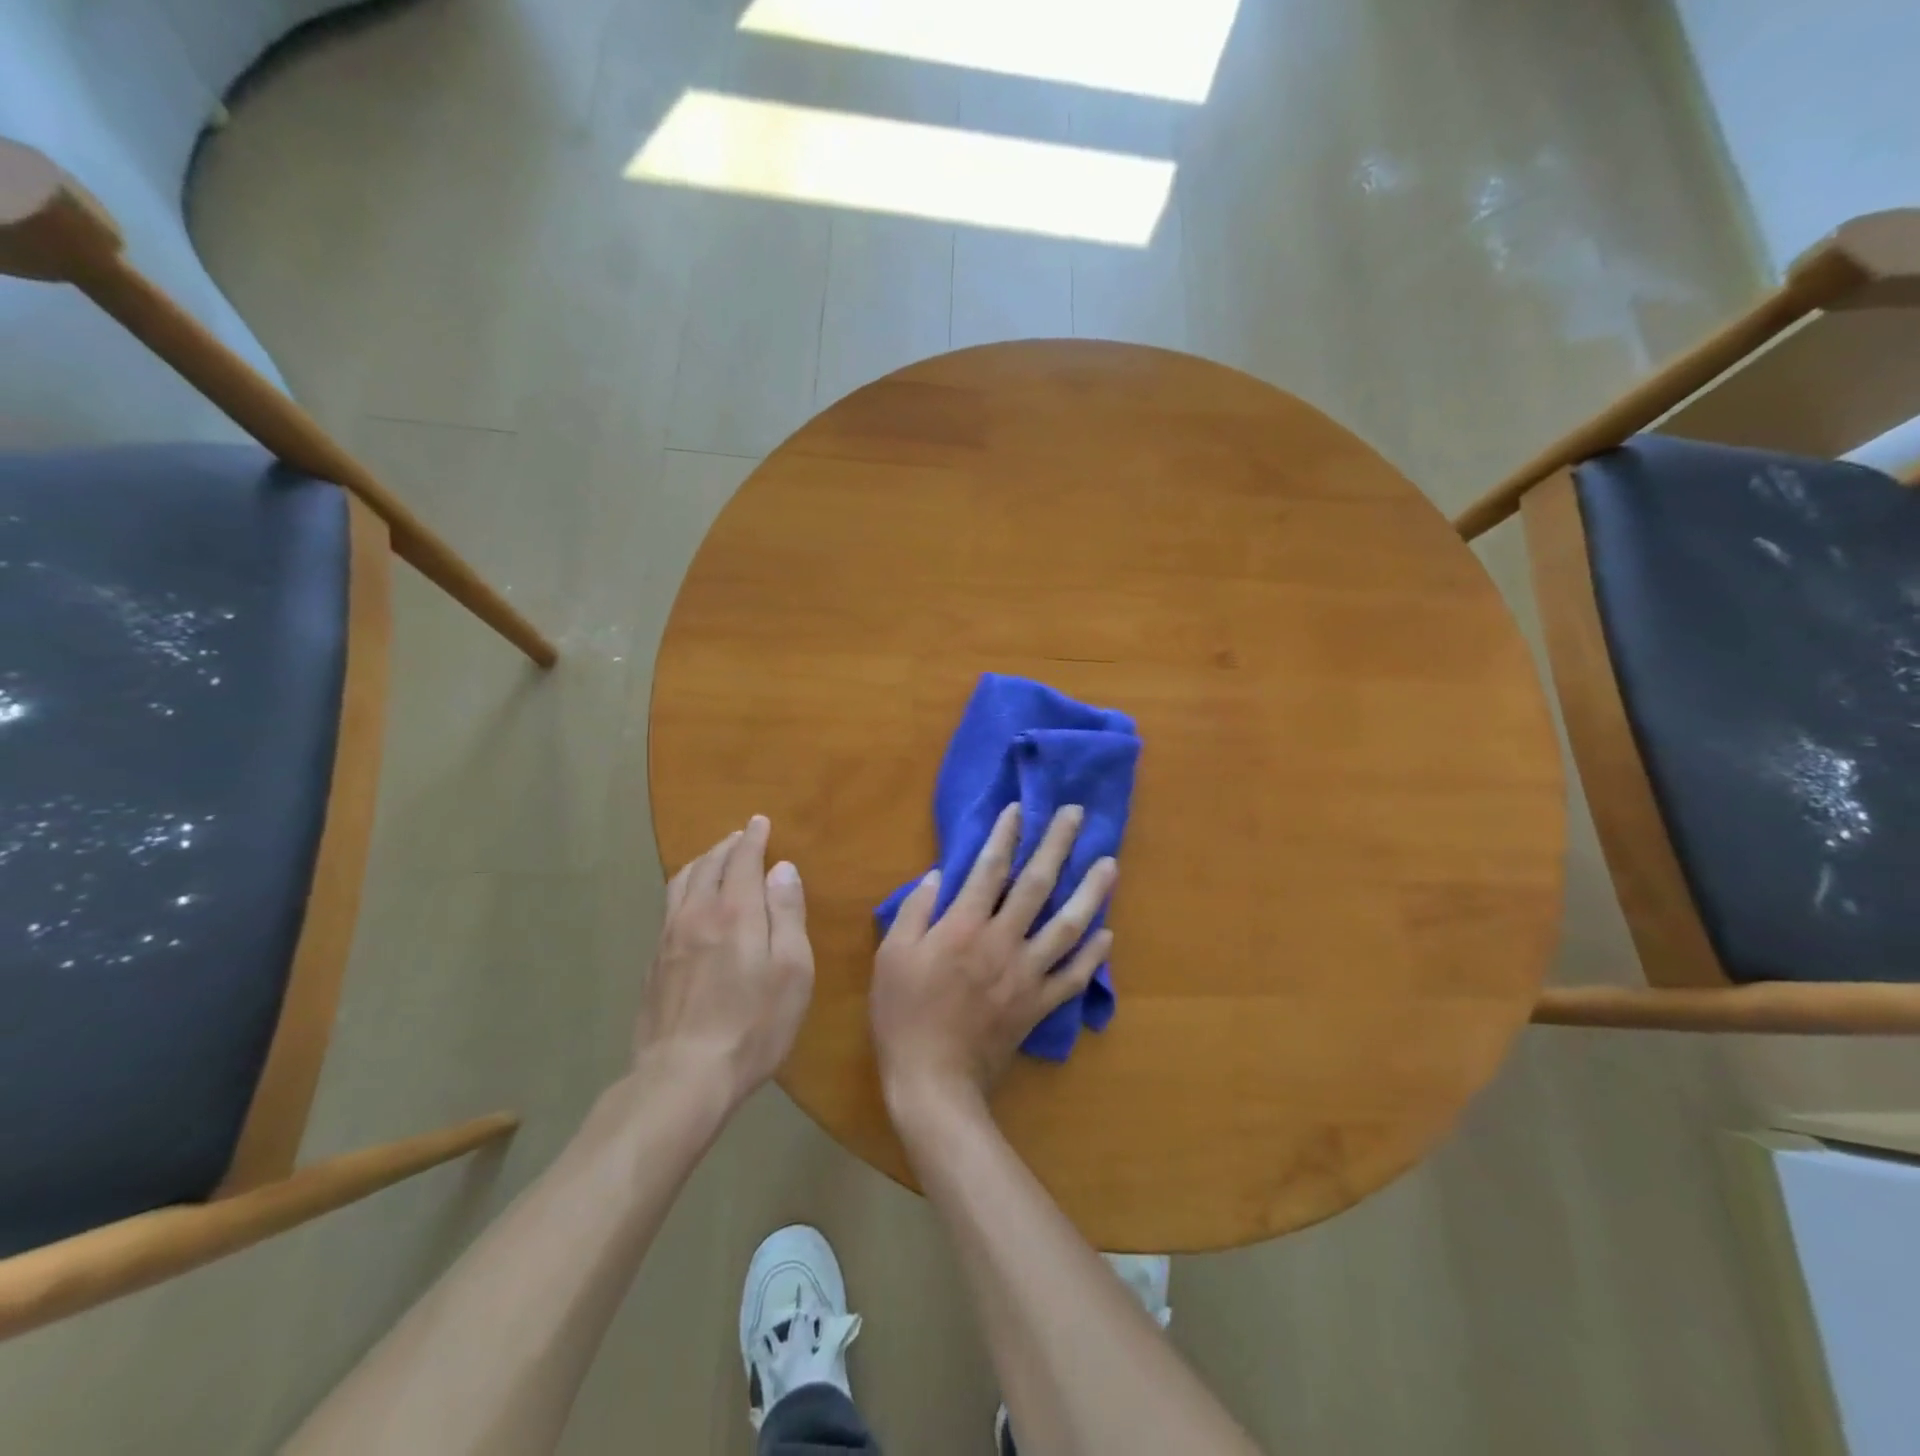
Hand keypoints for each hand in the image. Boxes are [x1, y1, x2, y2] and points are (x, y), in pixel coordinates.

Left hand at [634, 816, 813, 1106]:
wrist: (683, 1076)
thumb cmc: (753, 1025)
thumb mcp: (791, 970)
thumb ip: (786, 915)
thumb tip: (782, 869)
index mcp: (735, 912)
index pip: (742, 860)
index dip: (752, 838)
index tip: (759, 822)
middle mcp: (697, 914)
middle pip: (708, 866)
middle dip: (727, 846)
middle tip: (740, 837)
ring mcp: (668, 939)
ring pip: (681, 883)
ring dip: (701, 863)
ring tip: (713, 860)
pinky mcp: (653, 964)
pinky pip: (668, 908)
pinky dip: (684, 890)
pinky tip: (689, 904)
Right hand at [872, 803, 1116, 1112]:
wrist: (933, 1080)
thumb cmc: (904, 1015)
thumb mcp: (891, 956)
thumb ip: (915, 911)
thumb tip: (939, 875)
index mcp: (963, 926)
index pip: (990, 868)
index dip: (1006, 834)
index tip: (1020, 808)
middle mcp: (1002, 941)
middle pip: (1036, 884)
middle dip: (1057, 844)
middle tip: (1076, 814)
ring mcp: (1026, 973)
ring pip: (1067, 925)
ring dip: (1091, 892)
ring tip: (1109, 864)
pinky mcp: (1039, 1003)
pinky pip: (1073, 976)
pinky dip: (1092, 955)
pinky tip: (1108, 933)